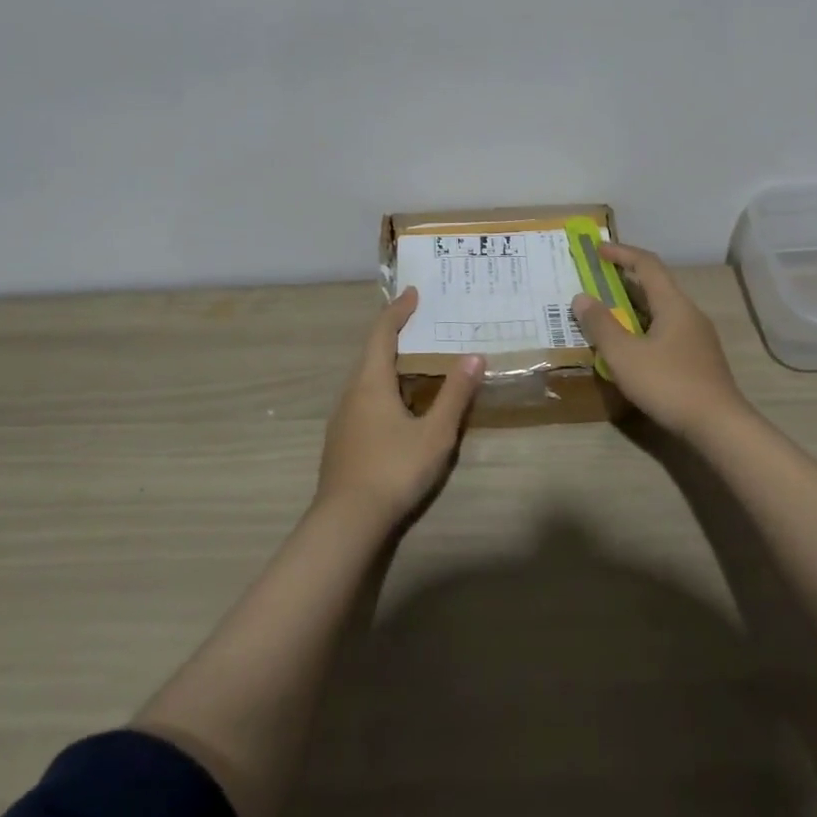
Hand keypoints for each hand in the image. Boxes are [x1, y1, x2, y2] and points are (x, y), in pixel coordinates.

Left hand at [317, 288, 482, 525]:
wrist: (346, 523)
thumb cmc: (394, 469)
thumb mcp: (435, 433)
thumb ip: (455, 395)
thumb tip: (474, 356)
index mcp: (371, 382)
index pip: (382, 333)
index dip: (398, 311)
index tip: (413, 293)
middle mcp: (352, 392)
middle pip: (371, 352)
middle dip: (393, 333)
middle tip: (420, 322)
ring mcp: (343, 417)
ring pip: (365, 377)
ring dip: (387, 361)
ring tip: (414, 360)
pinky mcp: (342, 440)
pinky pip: (363, 397)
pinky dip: (382, 385)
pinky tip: (398, 404)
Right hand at [572, 242, 750, 438]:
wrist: (719, 427)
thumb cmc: (669, 384)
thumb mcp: (624, 355)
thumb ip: (601, 324)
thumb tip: (581, 297)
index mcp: (673, 304)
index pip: (647, 264)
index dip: (622, 253)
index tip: (598, 250)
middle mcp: (688, 313)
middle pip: (655, 286)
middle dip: (625, 280)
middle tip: (597, 281)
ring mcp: (697, 338)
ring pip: (661, 311)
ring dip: (633, 307)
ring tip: (608, 314)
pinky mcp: (699, 360)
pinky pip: (666, 331)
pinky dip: (644, 328)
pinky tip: (631, 348)